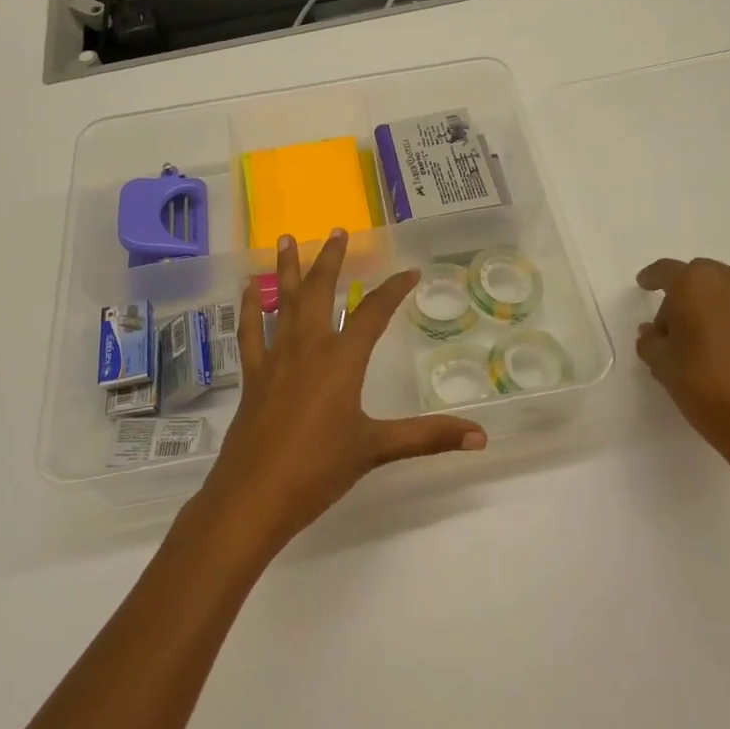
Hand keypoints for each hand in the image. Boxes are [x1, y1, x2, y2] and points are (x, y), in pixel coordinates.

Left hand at [198, 229, 487, 552]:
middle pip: (320, 292)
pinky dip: (250, 309)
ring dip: (287, 270)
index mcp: (341, 359)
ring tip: (286, 239)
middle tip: (337, 231)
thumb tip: (480, 437)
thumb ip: (428, 437)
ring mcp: (275, 359)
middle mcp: (307, 348)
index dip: (393, 290)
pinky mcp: (252, 376)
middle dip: (331, 260)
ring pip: (283, 302)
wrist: (254, 497)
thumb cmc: (319, 469)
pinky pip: (250, 333)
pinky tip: (249, 290)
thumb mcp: (376, 449)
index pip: (373, 312)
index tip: (410, 271)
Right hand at [635, 258, 729, 496]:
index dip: (651, 278)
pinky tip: (723, 347)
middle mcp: (729, 280)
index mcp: (695, 283)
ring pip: (723, 291)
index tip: (643, 284)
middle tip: (669, 327)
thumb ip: (651, 340)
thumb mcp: (661, 363)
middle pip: (697, 278)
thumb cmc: (704, 384)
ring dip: (708, 306)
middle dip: (681, 296)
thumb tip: (653, 332)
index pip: (666, 271)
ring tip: (698, 338)